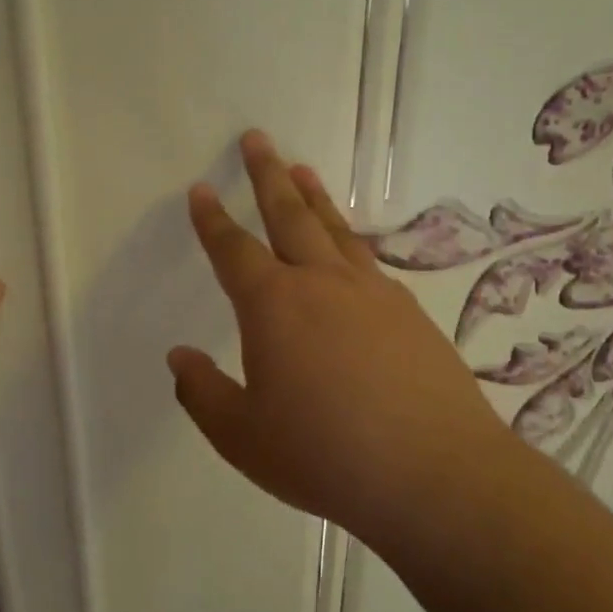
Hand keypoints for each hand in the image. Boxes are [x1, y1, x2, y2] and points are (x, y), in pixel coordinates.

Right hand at [168, 131, 528, 535]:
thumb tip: (179, 357)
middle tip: (257, 139)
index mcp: (274, 306)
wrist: (433, 472)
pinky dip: (349, 241)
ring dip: (313, 195)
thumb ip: (203, 393)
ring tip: (301, 168)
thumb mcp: (242, 437)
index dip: (212, 220)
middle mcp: (322, 283)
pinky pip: (368, 260)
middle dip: (267, 175)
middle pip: (289, 214)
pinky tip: (350, 248)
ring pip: (334, 229)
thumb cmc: (324, 455)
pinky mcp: (410, 312)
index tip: (201, 190)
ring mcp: (373, 292)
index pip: (233, 250)